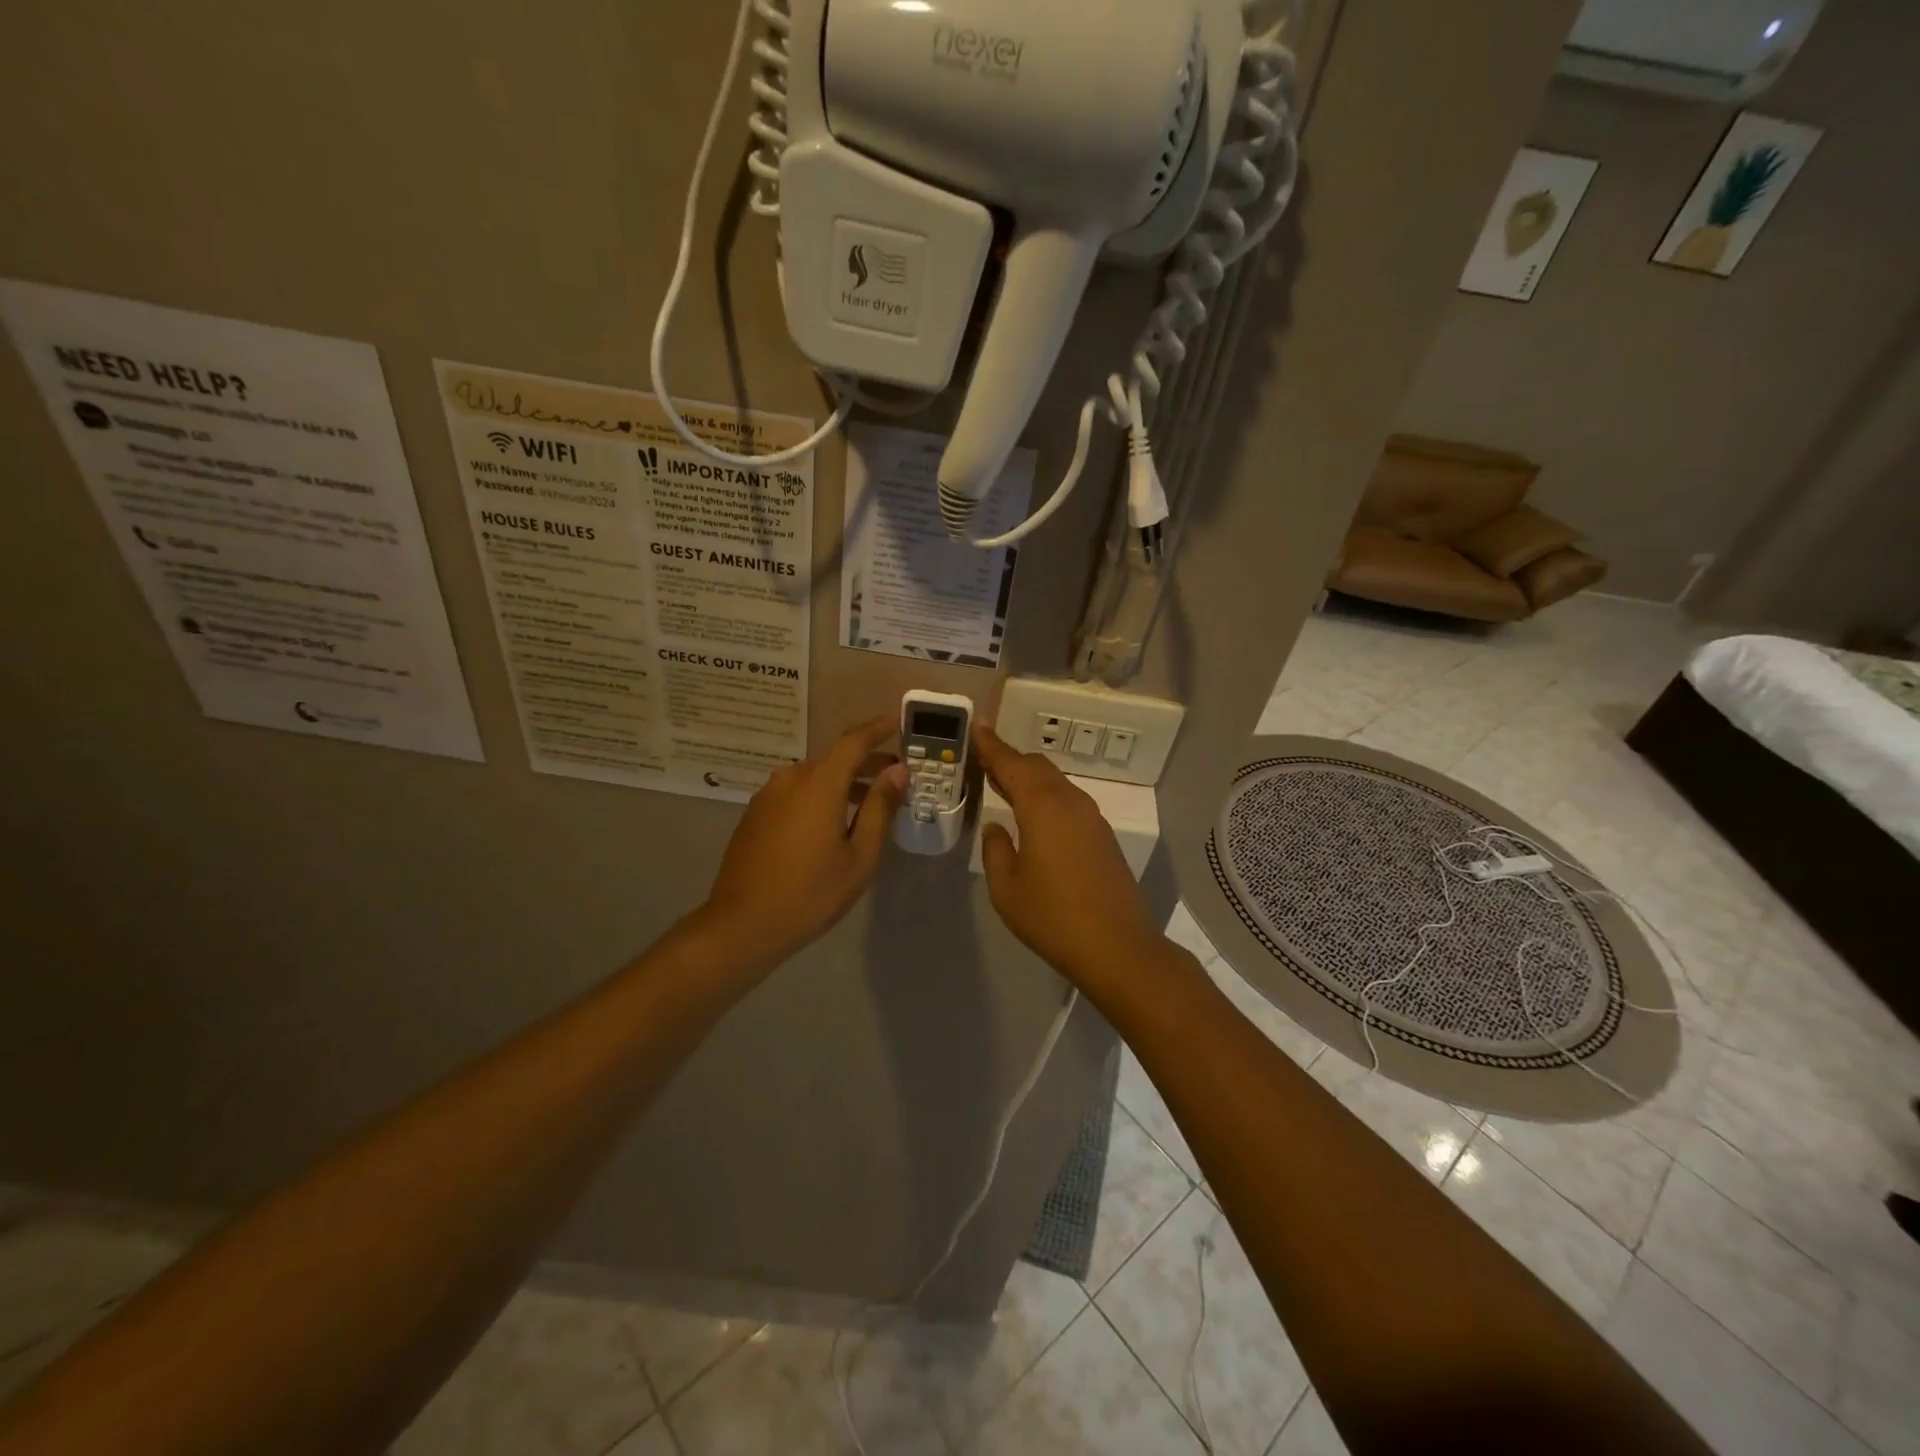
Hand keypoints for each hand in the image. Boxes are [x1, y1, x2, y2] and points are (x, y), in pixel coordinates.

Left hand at [696, 716, 907, 968]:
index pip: (854, 740)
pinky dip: (819, 795)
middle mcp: (791, 778)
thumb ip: (879, 807)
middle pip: (835, 758)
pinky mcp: (755, 813)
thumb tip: (897, 771)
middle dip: (867, 761)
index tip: (899, 721)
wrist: (742, 924)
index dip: (879, 728)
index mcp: (819, 783)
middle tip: (896, 774)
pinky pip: (795, 792)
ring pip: (814, 776)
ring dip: (843, 781)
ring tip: (869, 802)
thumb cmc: (811, 893)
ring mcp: (768, 795)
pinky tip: (832, 822)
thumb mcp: (859, 855)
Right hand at [974, 724, 1167, 989]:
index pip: (1011, 763)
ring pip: (1055, 782)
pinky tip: (1033, 816)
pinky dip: (1046, 796)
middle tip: (984, 763)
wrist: (1118, 947)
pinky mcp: (1102, 835)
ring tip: (1004, 787)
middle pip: (1036, 766)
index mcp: (1042, 806)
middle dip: (1010, 760)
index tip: (977, 726)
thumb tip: (996, 827)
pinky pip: (1068, 800)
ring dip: (1029, 779)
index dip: (991, 745)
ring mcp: (1091, 817)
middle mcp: (1069, 801)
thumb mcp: (1006, 888)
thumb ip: (996, 849)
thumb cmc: (1053, 917)